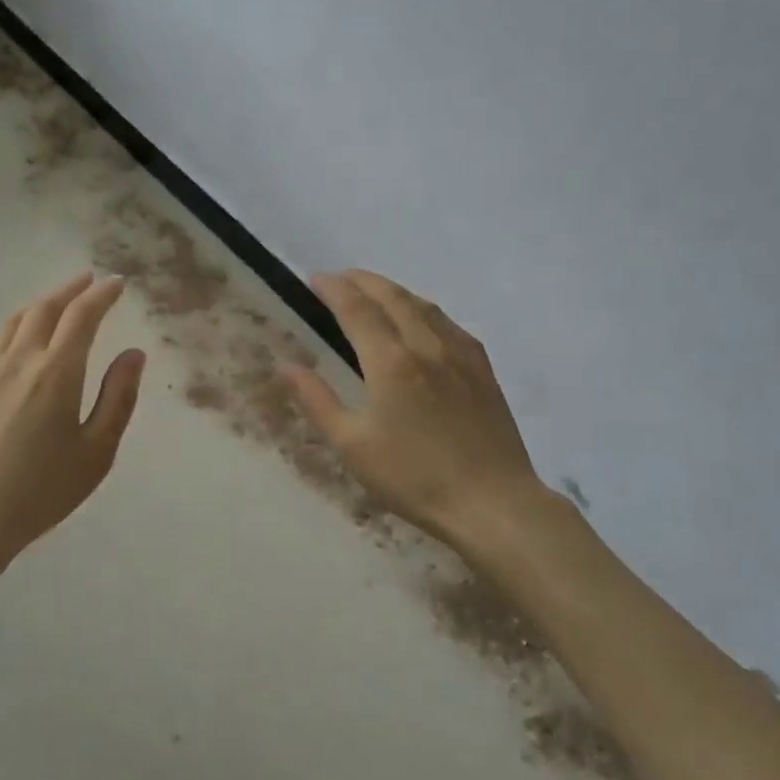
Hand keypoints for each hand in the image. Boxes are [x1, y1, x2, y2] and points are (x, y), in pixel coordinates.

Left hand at [0, 272, 145, 570]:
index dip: (102, 295)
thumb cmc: (41, 490)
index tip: (118, 284)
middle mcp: (20, 361)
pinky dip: (13, 330)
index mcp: (56, 371)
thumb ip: (118, 398)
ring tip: (57, 302)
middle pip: (44, 309)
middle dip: (70, 290)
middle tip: (89, 280)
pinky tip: (15, 342)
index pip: (82, 316)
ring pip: (15, 322)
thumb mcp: (96, 452)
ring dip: (40, 304)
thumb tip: (134, 354)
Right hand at [285, 270, 551, 549]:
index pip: (357, 309)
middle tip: (340, 278)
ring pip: (424, 305)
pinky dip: (425, 309)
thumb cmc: (413, 478)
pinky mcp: (482, 368)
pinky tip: (423, 320)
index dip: (334, 289)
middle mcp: (426, 346)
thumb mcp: (353, 446)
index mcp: (391, 362)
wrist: (492, 502)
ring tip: (375, 291)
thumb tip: (287, 367)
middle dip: (362, 280)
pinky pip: (449, 323)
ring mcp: (460, 354)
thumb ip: (318, 401)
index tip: (314, 279)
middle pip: (392, 296)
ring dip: (394, 290)